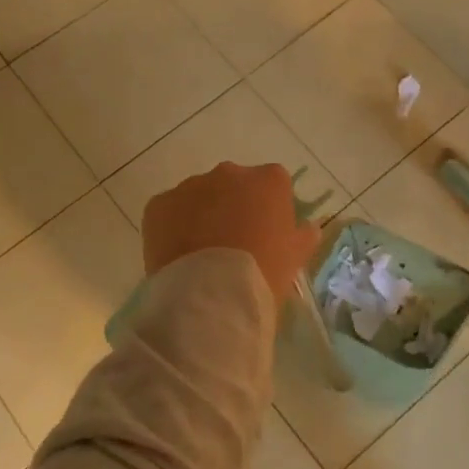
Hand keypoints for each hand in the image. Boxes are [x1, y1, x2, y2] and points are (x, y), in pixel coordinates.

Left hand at [142, 162, 320, 306]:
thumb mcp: (295, 257)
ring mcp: (191, 186)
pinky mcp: (159, 204)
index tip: (267, 233)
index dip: (269, 208)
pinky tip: (179, 255)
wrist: (211, 295)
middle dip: (233, 206)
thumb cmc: (263, 273)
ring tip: (203, 253)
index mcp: (269, 180)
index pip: (273, 183)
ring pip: (199, 196)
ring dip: (202, 215)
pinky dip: (173, 227)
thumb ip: (303, 236)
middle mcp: (230, 173)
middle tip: (234, 243)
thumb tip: (308, 229)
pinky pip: (169, 211)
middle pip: (234, 184)